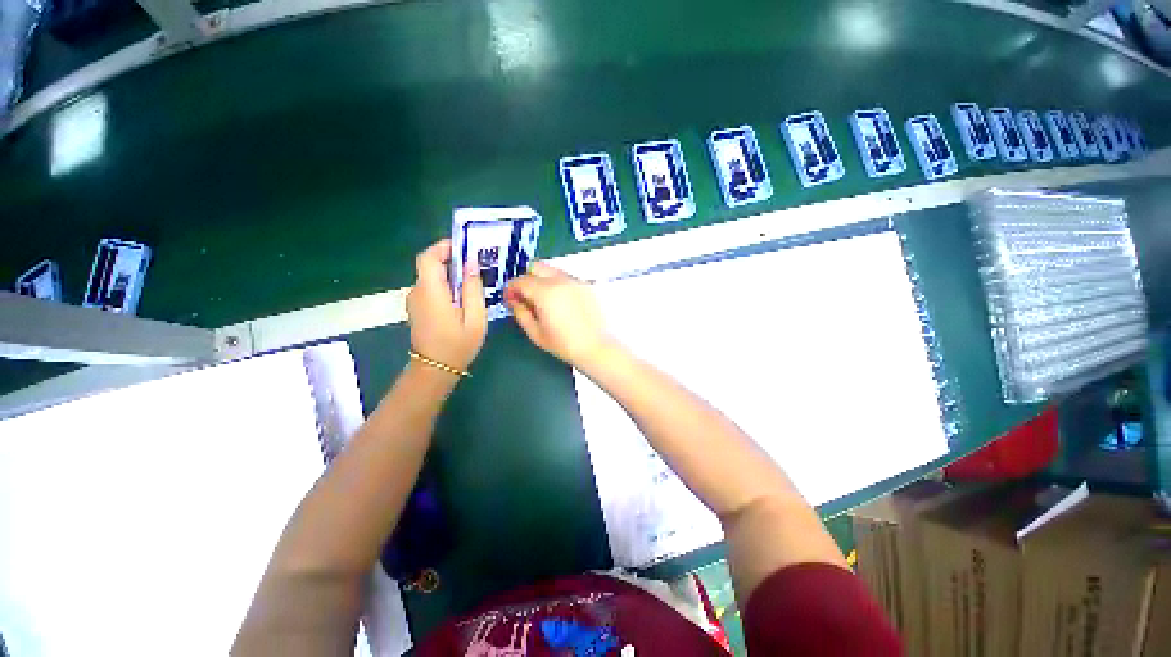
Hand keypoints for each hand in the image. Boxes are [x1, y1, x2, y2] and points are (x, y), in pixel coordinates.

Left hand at [406, 239, 486, 371]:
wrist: (435, 370)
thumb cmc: (457, 345)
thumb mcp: (475, 318)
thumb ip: (472, 289)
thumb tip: (471, 265)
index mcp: (430, 292)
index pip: (428, 257)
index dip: (443, 247)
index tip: (465, 248)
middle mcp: (417, 291)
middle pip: (430, 265)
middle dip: (452, 261)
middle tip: (477, 266)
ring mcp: (415, 300)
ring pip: (432, 277)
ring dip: (451, 274)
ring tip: (474, 281)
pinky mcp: (418, 307)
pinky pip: (432, 288)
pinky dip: (446, 285)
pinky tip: (463, 297)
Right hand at [505, 262, 614, 369]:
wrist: (597, 347)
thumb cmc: (564, 345)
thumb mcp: (535, 333)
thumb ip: (520, 313)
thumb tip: (514, 301)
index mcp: (545, 292)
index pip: (520, 280)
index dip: (511, 288)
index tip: (510, 299)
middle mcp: (560, 280)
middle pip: (536, 267)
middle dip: (527, 278)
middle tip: (526, 296)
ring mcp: (575, 280)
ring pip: (552, 270)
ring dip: (543, 280)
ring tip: (545, 301)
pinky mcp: (587, 285)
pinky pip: (566, 278)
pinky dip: (558, 284)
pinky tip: (562, 303)